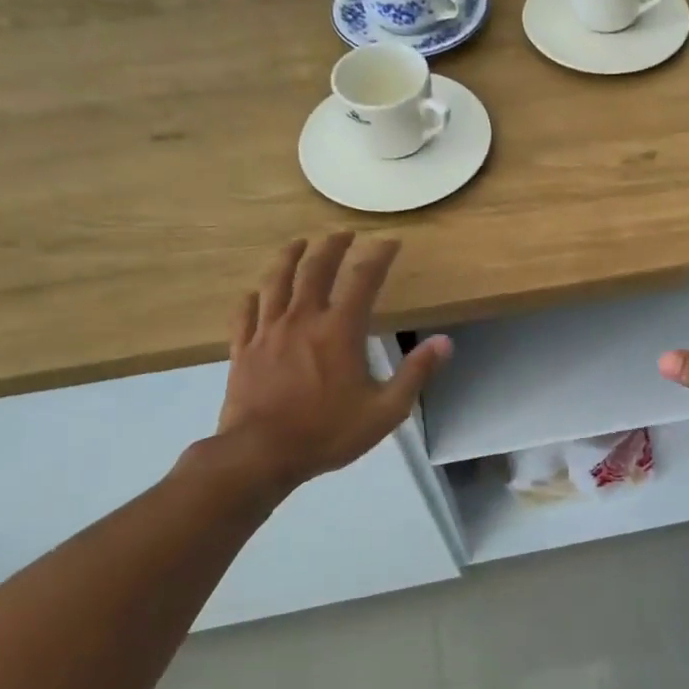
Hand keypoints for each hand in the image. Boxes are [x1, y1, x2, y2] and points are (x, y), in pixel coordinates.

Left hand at [186, 234, 450, 493]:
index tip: (389, 241)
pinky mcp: (243, 349)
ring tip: (298, 243)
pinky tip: (254, 292)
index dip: (379, 255)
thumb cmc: (328, 433)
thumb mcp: (386, 410)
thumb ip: (416, 373)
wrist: (261, 455)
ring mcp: (268, 332)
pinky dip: (252, 298)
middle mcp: (303, 319)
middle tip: (343, 233)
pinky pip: (245, 314)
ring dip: (289, 257)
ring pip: (276, 282)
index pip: (363, 278)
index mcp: (340, 330)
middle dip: (332, 246)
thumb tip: (445, 342)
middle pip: (315, 269)